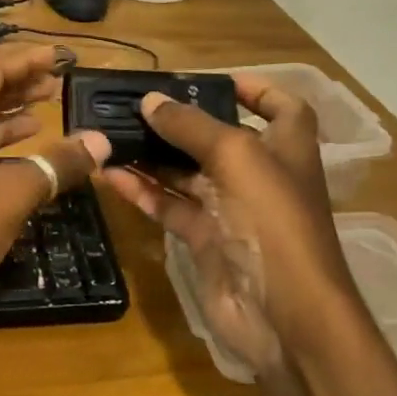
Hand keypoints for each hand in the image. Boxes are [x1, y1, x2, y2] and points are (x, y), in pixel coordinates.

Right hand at [98, 76, 351, 369]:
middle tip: (137, 104)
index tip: (213, 81)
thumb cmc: (271, 219)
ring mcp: (232, 210)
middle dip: (182, 122)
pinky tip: (110, 175)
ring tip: (111, 134)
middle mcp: (260, 175)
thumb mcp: (235, 157)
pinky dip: (143, 191)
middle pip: (219, 138)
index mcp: (286, 148)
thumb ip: (190, 126)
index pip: (282, 107)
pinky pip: (170, 206)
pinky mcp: (206, 240)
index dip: (256, 89)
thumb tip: (150, 101)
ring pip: (187, 173)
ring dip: (152, 155)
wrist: (282, 314)